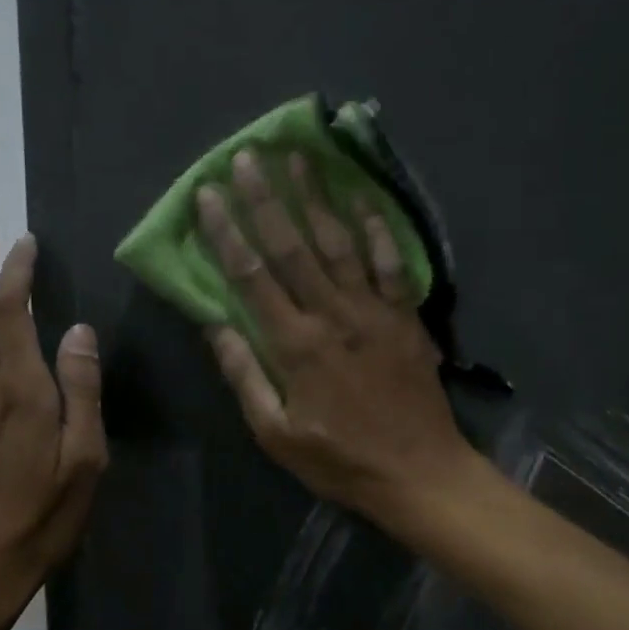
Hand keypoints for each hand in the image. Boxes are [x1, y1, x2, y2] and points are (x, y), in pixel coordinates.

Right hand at [196, 150, 473, 520]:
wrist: (419, 473)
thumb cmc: (340, 459)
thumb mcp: (276, 434)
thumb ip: (245, 376)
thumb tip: (214, 324)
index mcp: (295, 345)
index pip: (252, 277)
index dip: (227, 233)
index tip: (209, 195)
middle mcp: (333, 315)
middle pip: (293, 247)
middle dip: (266, 199)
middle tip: (248, 156)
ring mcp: (374, 310)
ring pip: (340, 243)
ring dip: (317, 198)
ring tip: (299, 158)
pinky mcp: (405, 316)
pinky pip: (392, 262)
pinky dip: (377, 228)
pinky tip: (362, 197)